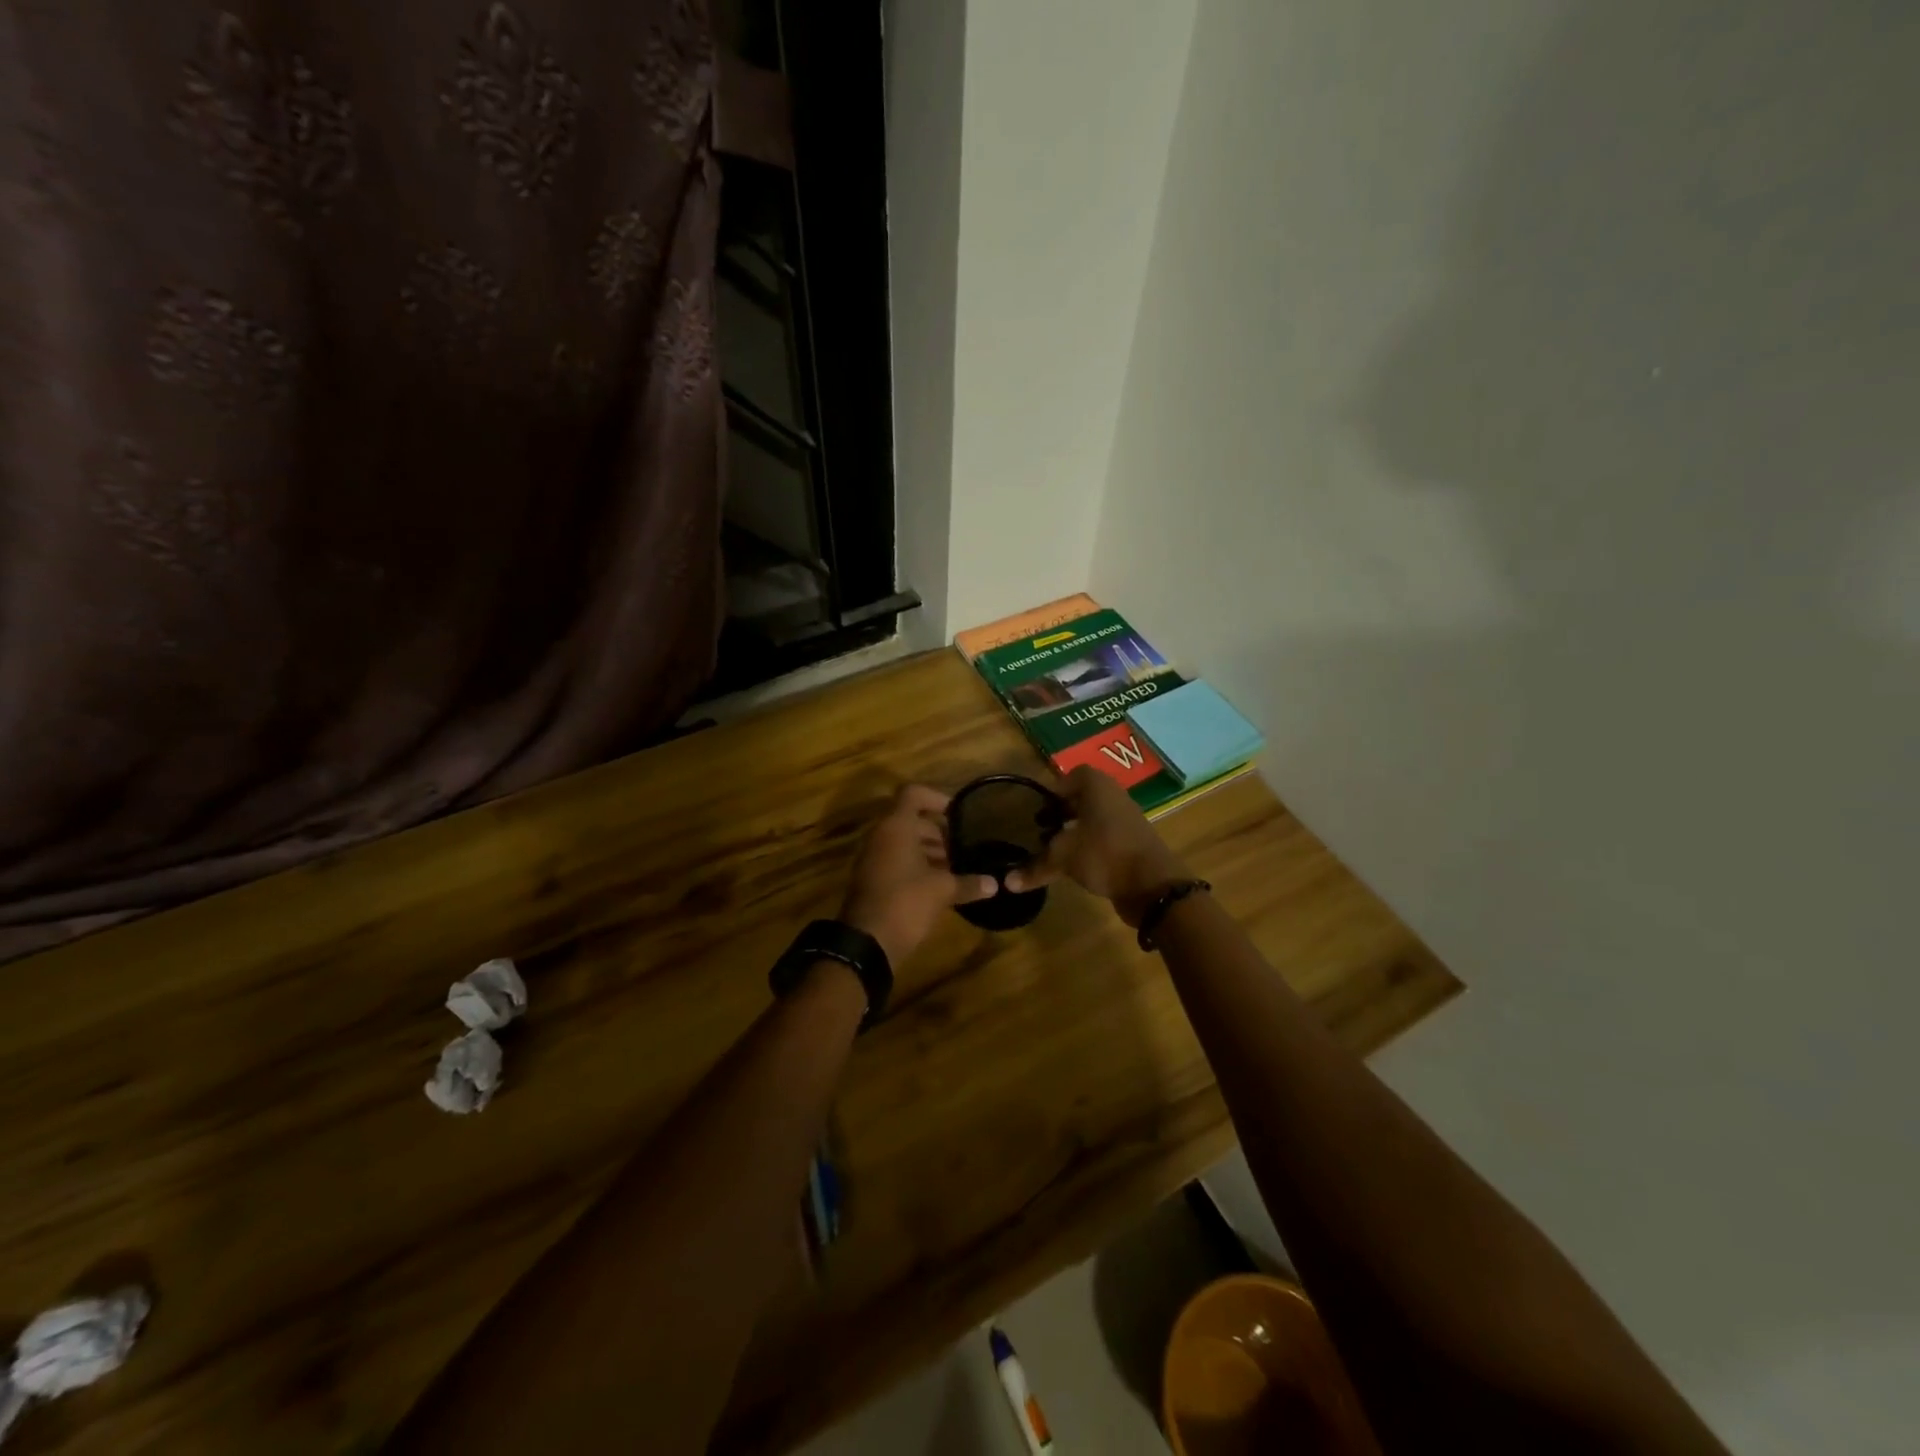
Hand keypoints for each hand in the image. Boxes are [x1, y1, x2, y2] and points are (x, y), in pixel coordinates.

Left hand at [840, 785, 998, 966]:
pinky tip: (940, 885)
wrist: (866, 943)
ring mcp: (873, 858)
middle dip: (938, 831)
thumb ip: (968, 883)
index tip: (958, 814)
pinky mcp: (872, 879)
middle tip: (963, 847)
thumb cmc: (905, 903)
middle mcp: (881, 836)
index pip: (913, 793)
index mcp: (896, 827)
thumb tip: (995, 884)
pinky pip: (897, 860)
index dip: (937, 797)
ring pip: (904, 842)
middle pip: (911, 820)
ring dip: (929, 850)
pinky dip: (917, 865)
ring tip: (956, 867)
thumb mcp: (942, 891)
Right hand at [1005, 766, 1190, 925]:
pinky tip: (1076, 865)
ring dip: (1076, 830)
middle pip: (1084, 797)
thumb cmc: (1104, 854)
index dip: (1055, 789)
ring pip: (1095, 818)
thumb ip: (1035, 866)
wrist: (1153, 885)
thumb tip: (1007, 882)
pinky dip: (1090, 846)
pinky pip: (1105, 837)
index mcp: (1098, 787)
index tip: (1039, 808)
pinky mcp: (1133, 844)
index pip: (1074, 775)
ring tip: (1055, 848)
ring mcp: (1127, 821)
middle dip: (1063, 811)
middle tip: (1042, 828)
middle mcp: (1114, 797)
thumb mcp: (1064, 857)